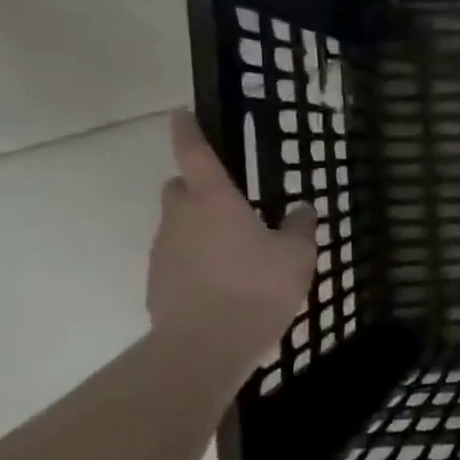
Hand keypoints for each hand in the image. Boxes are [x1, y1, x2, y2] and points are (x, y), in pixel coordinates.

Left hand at [148, 110, 316, 372]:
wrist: (207, 345)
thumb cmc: (257, 288)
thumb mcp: (296, 256)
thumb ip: (299, 228)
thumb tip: (301, 209)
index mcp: (215, 201)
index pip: (195, 154)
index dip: (188, 131)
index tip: (180, 113)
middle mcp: (182, 218)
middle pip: (179, 188)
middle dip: (197, 188)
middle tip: (230, 204)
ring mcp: (164, 251)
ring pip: (178, 225)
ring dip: (199, 228)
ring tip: (235, 253)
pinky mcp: (157, 282)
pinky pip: (177, 258)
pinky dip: (195, 260)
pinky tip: (222, 283)